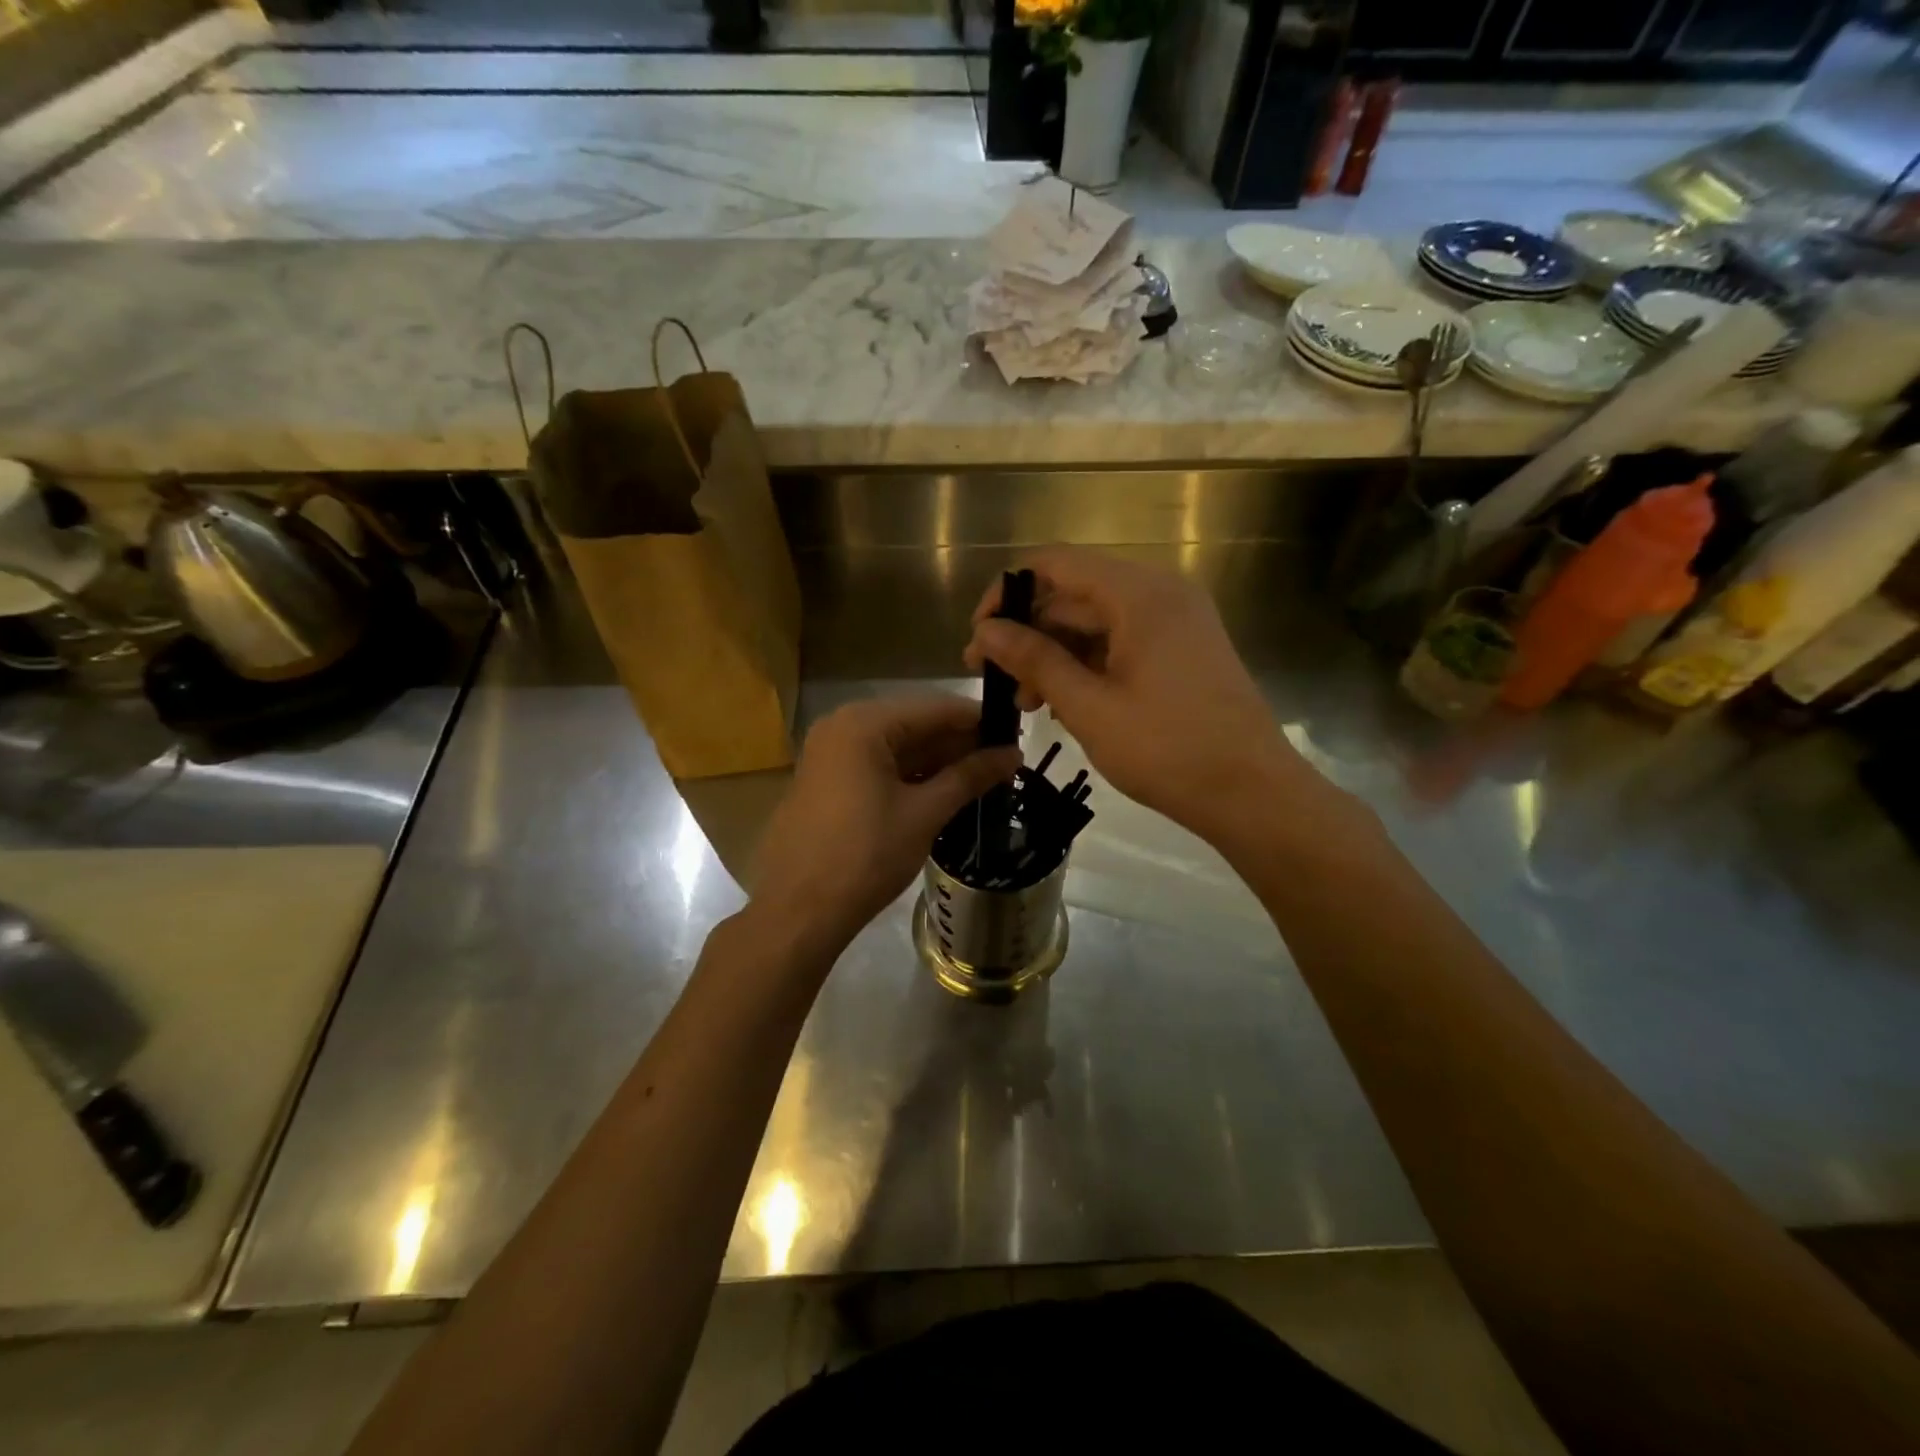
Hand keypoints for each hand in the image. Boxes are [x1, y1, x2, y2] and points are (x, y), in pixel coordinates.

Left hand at [750, 696, 1019, 957]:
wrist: (799, 911)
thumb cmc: (866, 856)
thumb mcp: (924, 813)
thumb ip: (970, 776)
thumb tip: (1014, 754)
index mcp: (863, 724)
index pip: (935, 709)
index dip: (979, 721)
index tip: (1017, 735)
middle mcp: (842, 727)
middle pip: (914, 725)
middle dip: (959, 744)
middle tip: (1005, 762)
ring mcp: (829, 754)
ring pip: (896, 747)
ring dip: (937, 762)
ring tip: (983, 779)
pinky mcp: (826, 781)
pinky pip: (877, 766)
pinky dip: (910, 776)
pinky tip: (944, 792)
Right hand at [963, 549, 1324, 844]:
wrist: (1253, 794)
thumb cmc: (1167, 750)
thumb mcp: (1089, 706)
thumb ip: (1034, 660)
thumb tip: (985, 632)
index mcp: (1139, 594)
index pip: (1055, 564)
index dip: (1007, 593)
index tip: (979, 637)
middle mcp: (1161, 593)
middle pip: (1075, 595)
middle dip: (1029, 634)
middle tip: (996, 682)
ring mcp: (1177, 621)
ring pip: (1096, 622)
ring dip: (1055, 656)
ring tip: (1027, 703)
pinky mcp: (1184, 649)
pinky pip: (1122, 641)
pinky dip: (1088, 665)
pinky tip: (1064, 702)